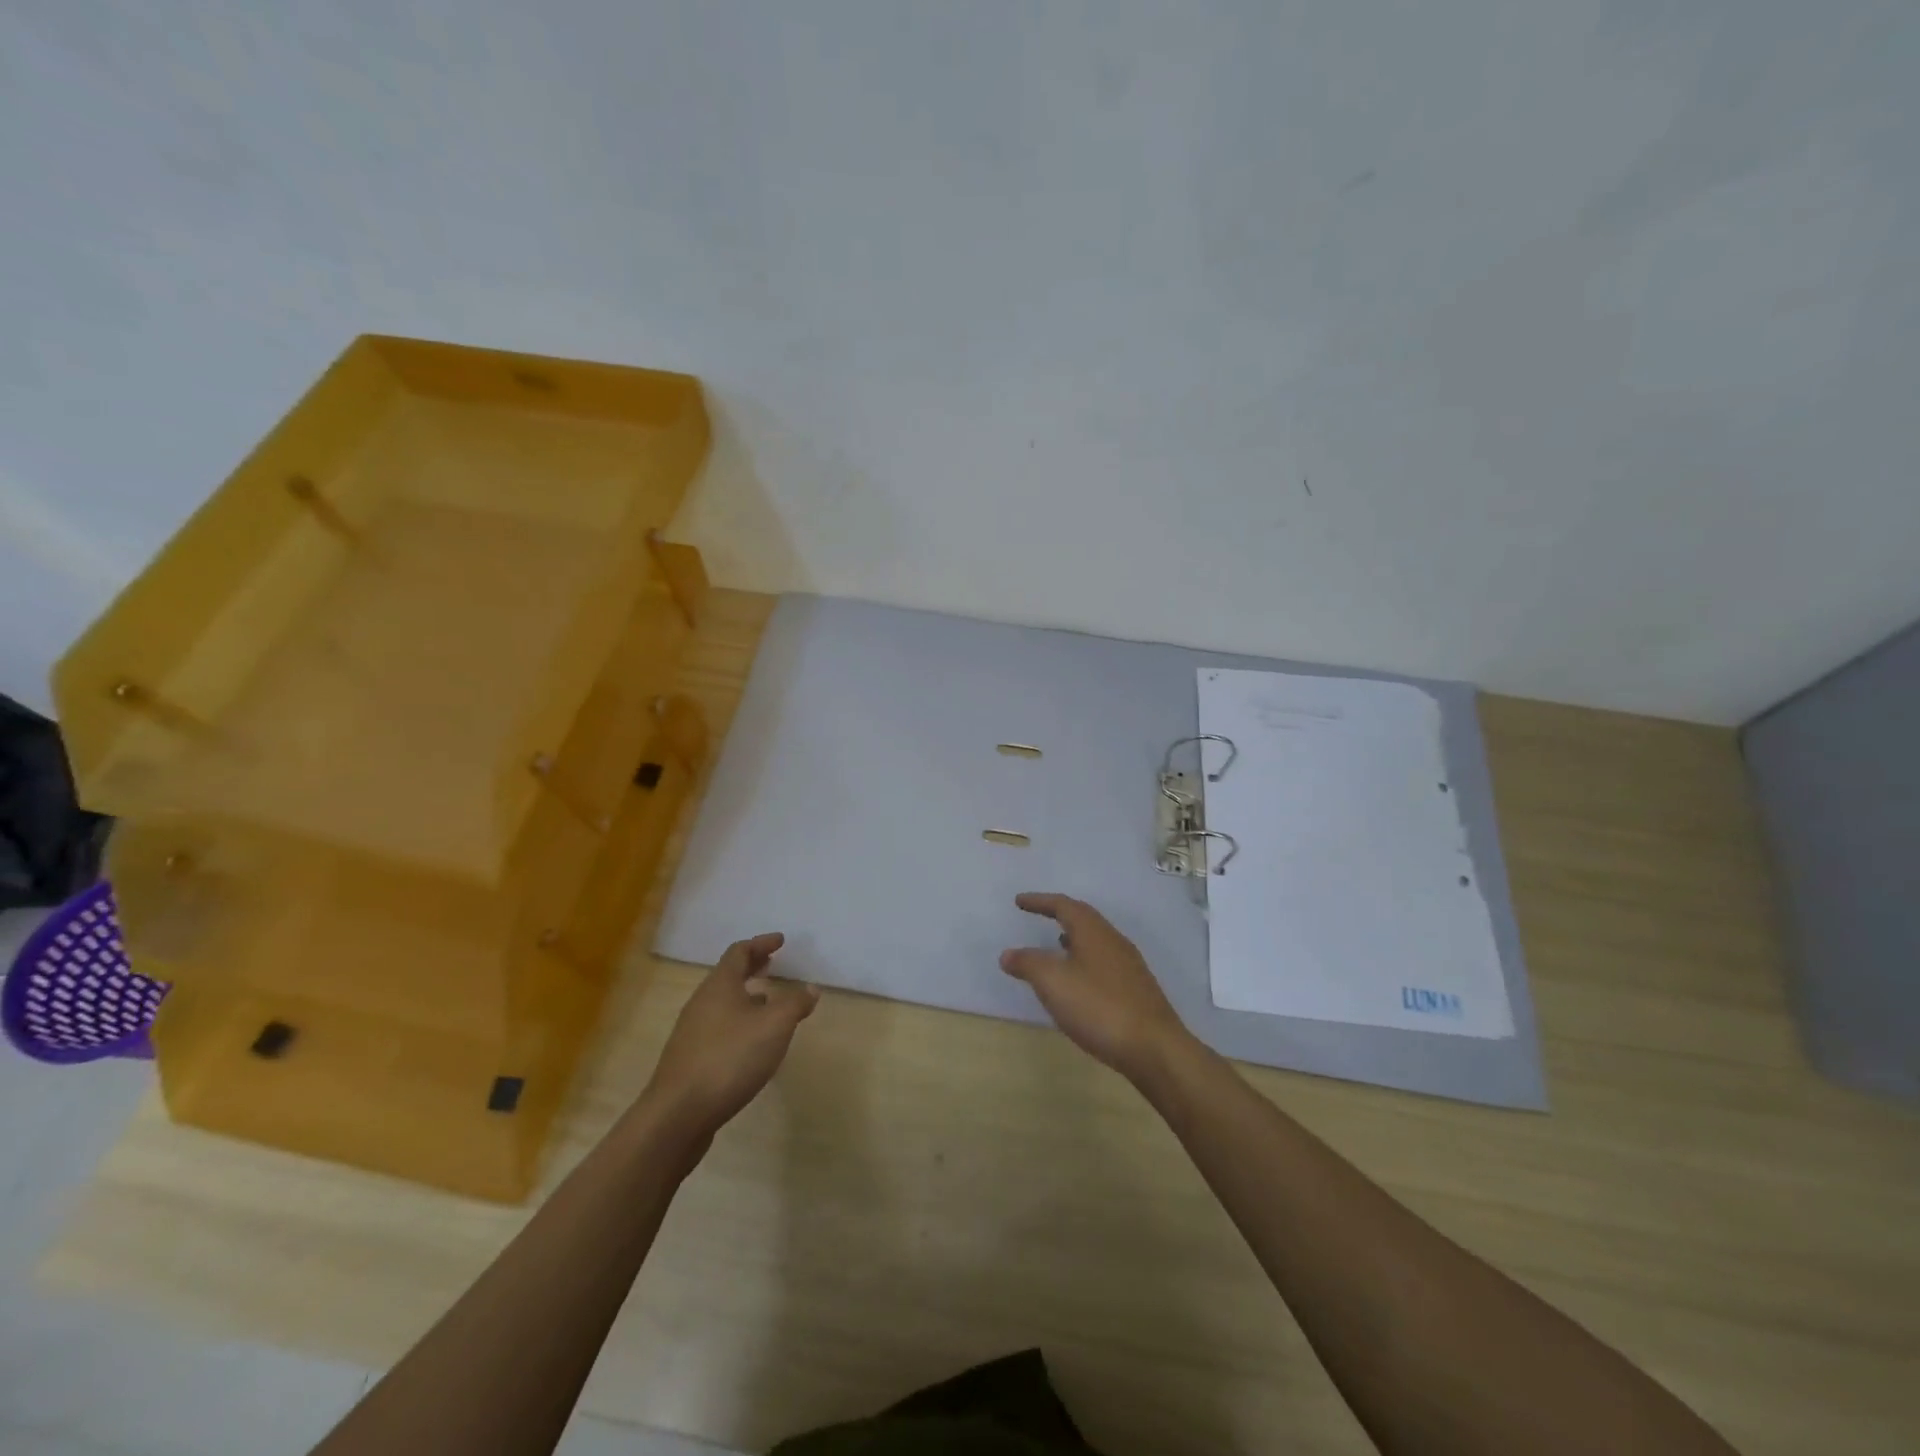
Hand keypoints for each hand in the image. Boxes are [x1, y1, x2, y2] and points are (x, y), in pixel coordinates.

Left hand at [644, 932, 819, 1136]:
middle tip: (773, 965)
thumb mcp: (774, 1026)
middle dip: (752, 968)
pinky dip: (739, 1022)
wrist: (678, 1115)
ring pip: (722, 1003)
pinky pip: (718, 1027)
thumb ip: (795, 1003)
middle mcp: (702, 1003)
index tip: (781, 941)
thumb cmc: (729, 1058)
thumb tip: (810, 988)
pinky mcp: (690, 1059)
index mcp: (719, 986)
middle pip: (728, 976)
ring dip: (746, 997)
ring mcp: (692, 1032)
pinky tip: (752, 1042)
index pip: (739, 952)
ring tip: (768, 1003)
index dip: (761, 944)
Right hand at [1000, 893, 1190, 1081]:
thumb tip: (1008, 954)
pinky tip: (1078, 982)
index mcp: (1093, 931)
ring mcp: (1129, 965)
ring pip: (1095, 941)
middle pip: (1083, 918)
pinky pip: (1103, 962)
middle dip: (1059, 914)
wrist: (1154, 1048)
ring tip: (1055, 945)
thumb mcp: (1053, 983)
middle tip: (1038, 915)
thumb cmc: (1098, 1007)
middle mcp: (1113, 940)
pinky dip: (1084, 961)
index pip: (1063, 905)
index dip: (1039, 902)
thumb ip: (1028, 964)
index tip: (1019, 901)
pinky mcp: (1136, 989)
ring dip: (1073, 938)